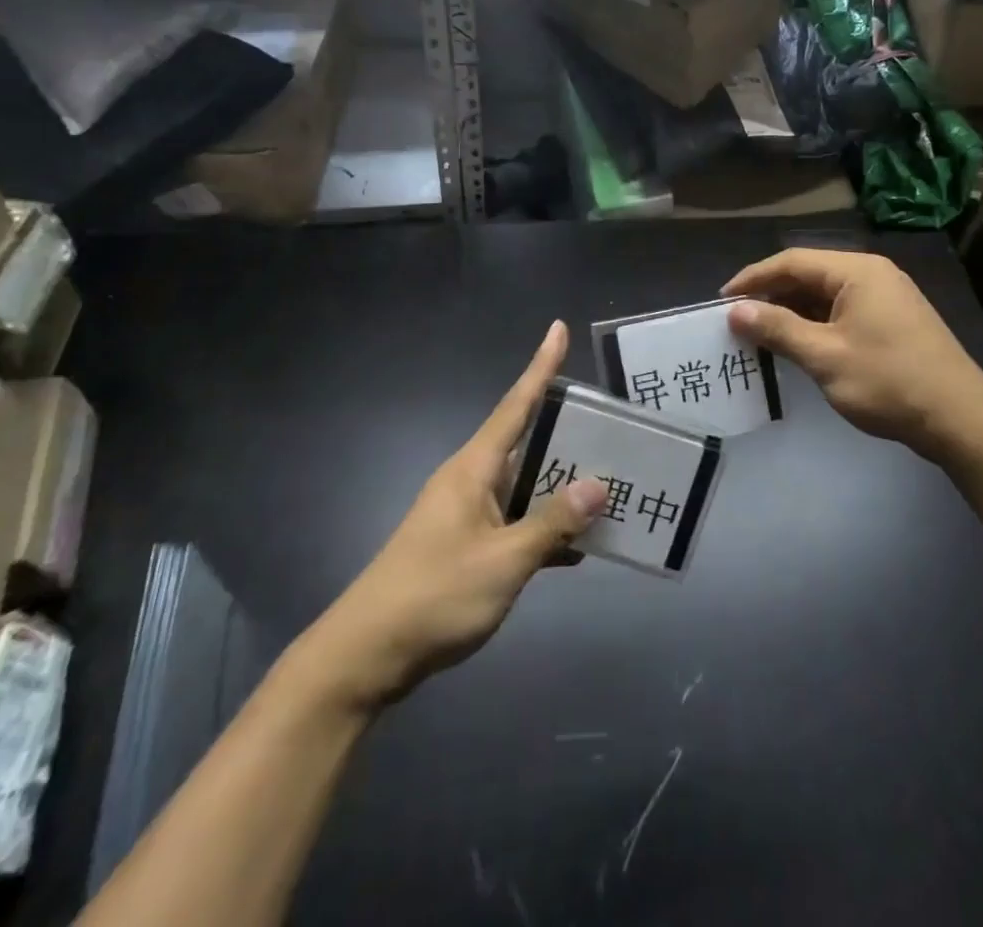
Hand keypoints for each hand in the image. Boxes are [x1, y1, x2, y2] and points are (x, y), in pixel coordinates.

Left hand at [289, 321, 605, 712]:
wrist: (366, 655)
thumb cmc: (435, 595)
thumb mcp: (503, 560)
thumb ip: (551, 523)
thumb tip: (597, 485)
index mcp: (475, 468)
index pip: (516, 404)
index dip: (540, 366)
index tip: (558, 328)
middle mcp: (471, 480)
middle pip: (528, 443)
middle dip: (568, 432)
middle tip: (616, 425)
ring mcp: (467, 513)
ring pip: (525, 485)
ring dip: (561, 487)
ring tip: (611, 483)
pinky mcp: (467, 544)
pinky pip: (517, 520)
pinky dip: (545, 527)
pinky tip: (578, 545)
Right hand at [723, 249, 982, 462]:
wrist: (960, 418)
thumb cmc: (888, 381)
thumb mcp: (825, 356)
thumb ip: (778, 329)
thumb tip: (735, 311)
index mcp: (857, 271)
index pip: (792, 261)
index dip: (753, 278)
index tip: (722, 300)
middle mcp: (872, 274)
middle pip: (809, 274)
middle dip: (771, 295)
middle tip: (737, 319)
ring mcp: (886, 298)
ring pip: (825, 295)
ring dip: (791, 311)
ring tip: (759, 334)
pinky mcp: (892, 321)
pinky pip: (842, 312)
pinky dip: (815, 324)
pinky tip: (797, 345)